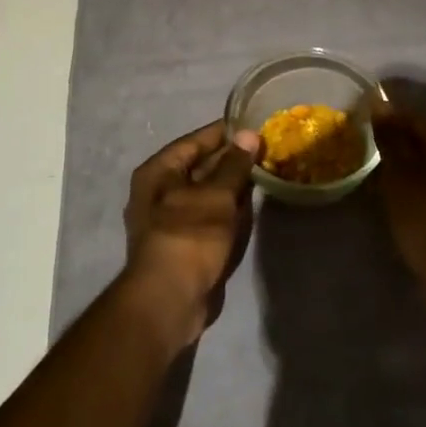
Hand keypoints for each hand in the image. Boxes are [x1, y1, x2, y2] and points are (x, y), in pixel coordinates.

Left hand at [121, 121, 261, 350]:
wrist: (169, 302)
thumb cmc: (189, 236)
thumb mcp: (217, 195)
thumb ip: (235, 164)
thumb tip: (249, 134)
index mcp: (159, 171)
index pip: (196, 141)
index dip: (225, 133)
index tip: (254, 125)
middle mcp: (159, 191)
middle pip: (201, 167)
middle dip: (232, 161)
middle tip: (266, 151)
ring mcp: (170, 219)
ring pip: (208, 193)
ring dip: (232, 187)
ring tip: (264, 173)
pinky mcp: (184, 243)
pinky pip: (209, 216)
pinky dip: (228, 210)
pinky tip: (251, 207)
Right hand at [373, 104, 425, 317]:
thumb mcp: (400, 174)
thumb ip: (389, 137)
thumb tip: (378, 104)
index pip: (409, 113)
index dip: (381, 114)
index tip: (354, 118)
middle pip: (416, 133)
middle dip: (387, 135)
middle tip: (356, 140)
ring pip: (419, 154)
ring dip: (395, 157)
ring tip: (366, 162)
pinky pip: (423, 174)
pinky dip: (404, 175)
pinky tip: (385, 185)